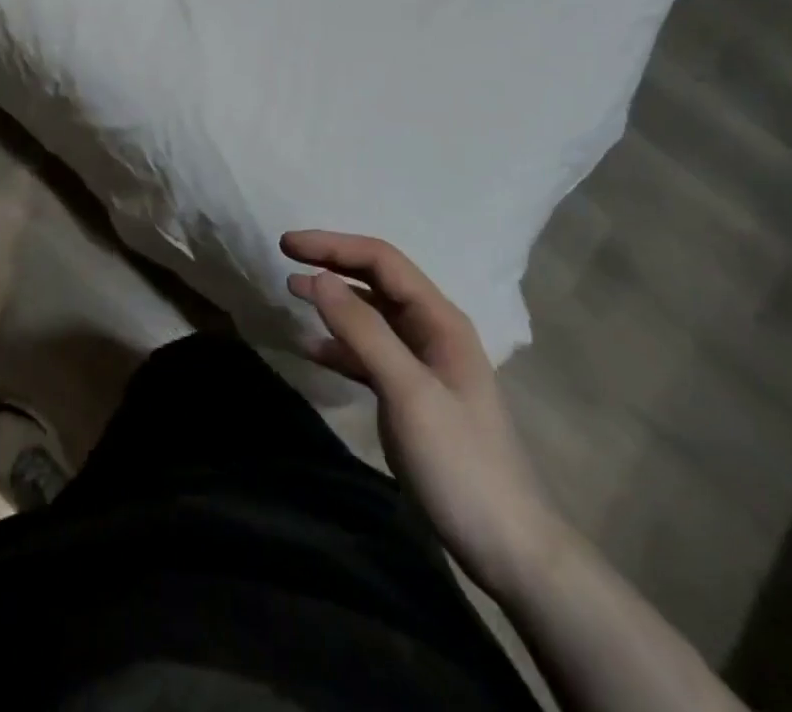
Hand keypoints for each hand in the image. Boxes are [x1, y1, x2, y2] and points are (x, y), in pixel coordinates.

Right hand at [283, 230, 559, 594]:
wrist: (505, 547)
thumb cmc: (459, 462)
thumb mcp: (409, 392)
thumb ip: (364, 331)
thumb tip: (319, 278)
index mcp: (440, 319)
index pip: (382, 260)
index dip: (333, 246)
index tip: (288, 244)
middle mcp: (431, 330)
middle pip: (376, 281)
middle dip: (332, 264)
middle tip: (285, 258)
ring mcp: (422, 364)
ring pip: (370, 315)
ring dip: (332, 301)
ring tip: (291, 292)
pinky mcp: (410, 395)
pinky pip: (369, 354)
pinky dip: (339, 346)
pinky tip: (311, 349)